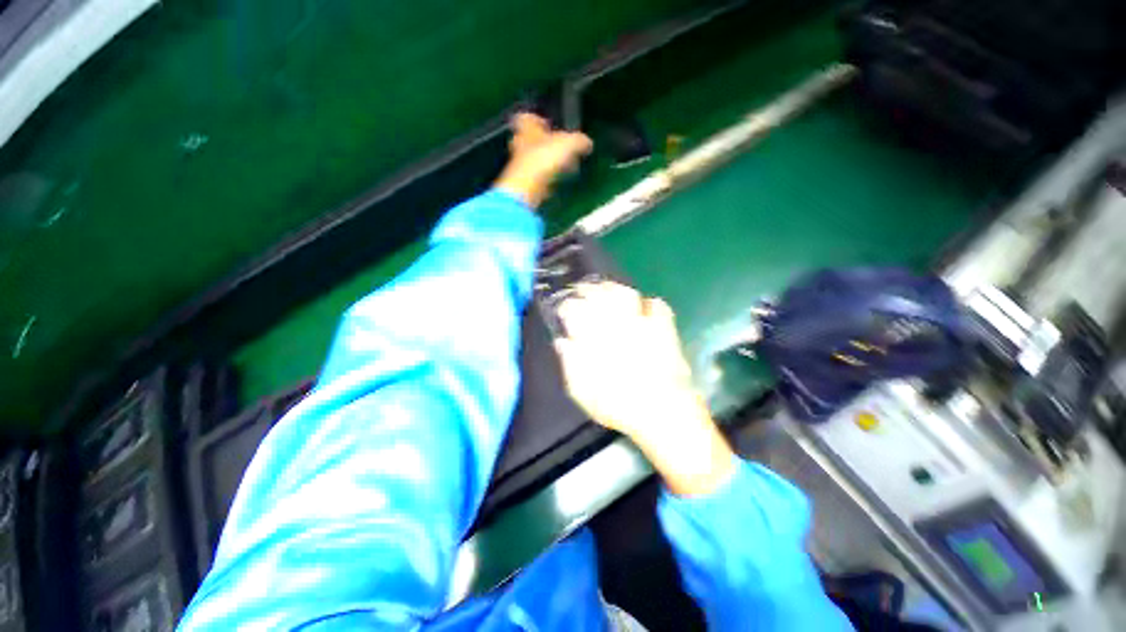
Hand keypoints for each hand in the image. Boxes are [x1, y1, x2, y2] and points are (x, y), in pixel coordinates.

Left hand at [493, 113, 591, 207]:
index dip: (538, 119)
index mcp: (526, 127)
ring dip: (546, 161)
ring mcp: (520, 164)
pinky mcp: (523, 182)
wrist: (528, 189)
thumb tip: (588, 143)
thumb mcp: (569, 144)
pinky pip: (536, 176)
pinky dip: (546, 177)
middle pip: (530, 139)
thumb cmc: (544, 158)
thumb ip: (579, 141)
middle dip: (544, 143)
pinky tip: (557, 181)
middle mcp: (519, 143)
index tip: (548, 125)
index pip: (528, 117)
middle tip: (559, 147)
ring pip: (533, 158)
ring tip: (563, 167)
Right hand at [554, 282, 736, 495]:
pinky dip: (651, 303)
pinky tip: (646, 306)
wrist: (662, 412)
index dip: (568, 307)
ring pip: (626, 295)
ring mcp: (643, 324)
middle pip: (600, 296)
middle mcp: (617, 325)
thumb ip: (570, 364)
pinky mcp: (664, 329)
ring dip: (615, 289)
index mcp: (596, 338)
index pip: (576, 312)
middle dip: (588, 290)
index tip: (564, 308)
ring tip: (608, 289)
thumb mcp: (582, 392)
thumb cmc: (618, 405)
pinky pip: (658, 306)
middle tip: (582, 289)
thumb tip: (562, 342)